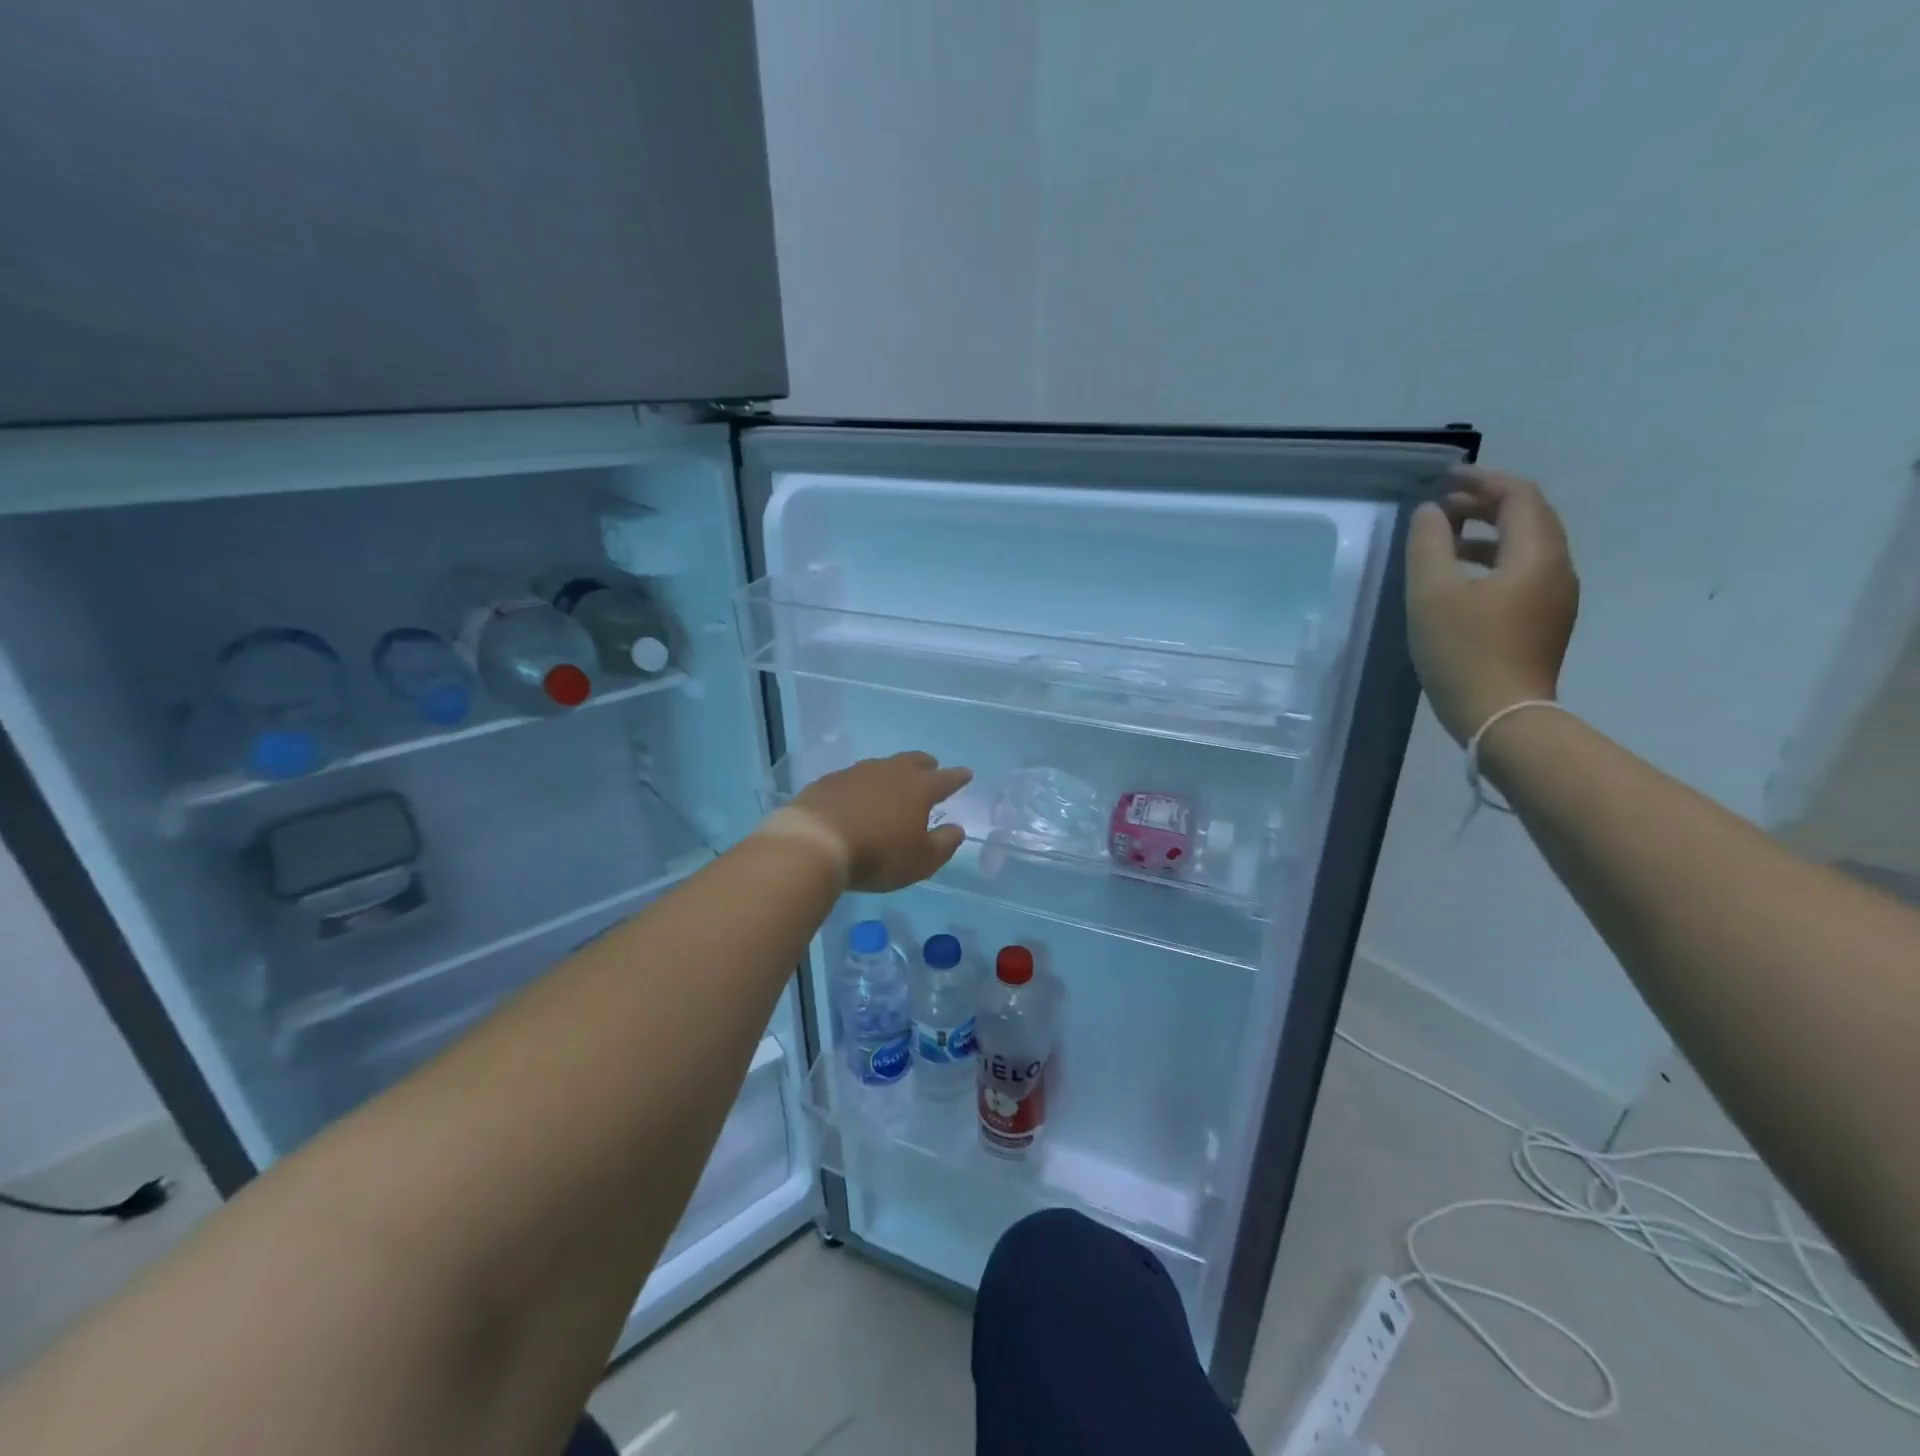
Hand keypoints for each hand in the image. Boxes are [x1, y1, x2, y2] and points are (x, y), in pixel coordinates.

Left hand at [790, 751, 971, 892]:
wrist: (815, 843)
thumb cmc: (878, 854)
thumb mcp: (921, 860)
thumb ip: (943, 844)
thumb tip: (957, 829)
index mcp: (918, 788)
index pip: (945, 779)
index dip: (958, 777)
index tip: (966, 773)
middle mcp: (889, 772)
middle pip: (913, 761)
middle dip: (925, 765)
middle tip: (931, 768)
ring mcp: (856, 773)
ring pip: (882, 766)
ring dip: (891, 773)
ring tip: (892, 783)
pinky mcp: (828, 781)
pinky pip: (853, 778)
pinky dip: (861, 785)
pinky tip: (856, 796)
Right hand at [1406, 466, 1578, 743]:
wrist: (1501, 715)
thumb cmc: (1464, 650)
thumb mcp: (1431, 593)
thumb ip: (1427, 544)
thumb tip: (1429, 513)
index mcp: (1537, 554)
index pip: (1519, 496)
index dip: (1483, 480)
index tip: (1444, 480)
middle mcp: (1557, 568)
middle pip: (1528, 518)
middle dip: (1485, 504)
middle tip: (1441, 507)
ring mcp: (1555, 598)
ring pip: (1525, 547)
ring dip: (1487, 534)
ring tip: (1444, 540)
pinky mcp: (1544, 622)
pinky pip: (1522, 574)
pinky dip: (1492, 561)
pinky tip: (1461, 580)